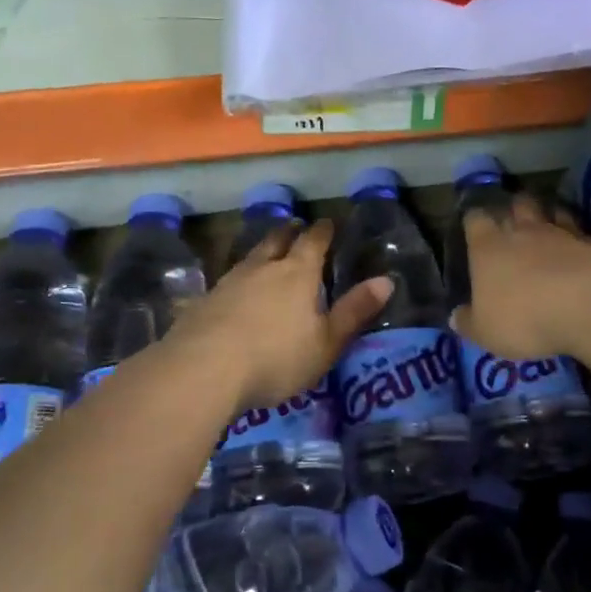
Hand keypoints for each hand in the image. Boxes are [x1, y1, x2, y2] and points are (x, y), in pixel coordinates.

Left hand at [170, 218, 390, 411]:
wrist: (203, 369)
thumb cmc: (276, 357)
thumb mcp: (326, 342)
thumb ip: (354, 311)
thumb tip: (386, 280)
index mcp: (298, 274)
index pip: (313, 242)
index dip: (323, 232)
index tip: (327, 223)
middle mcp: (263, 268)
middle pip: (277, 240)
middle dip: (289, 232)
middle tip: (295, 226)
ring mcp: (229, 282)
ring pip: (250, 258)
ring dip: (262, 252)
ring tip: (267, 253)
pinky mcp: (203, 301)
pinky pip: (227, 281)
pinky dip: (238, 280)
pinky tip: (235, 292)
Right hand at [451, 194, 590, 361]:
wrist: (589, 304)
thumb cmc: (525, 317)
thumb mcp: (486, 332)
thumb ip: (469, 322)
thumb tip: (455, 317)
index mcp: (487, 247)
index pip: (475, 219)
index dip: (474, 221)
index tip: (474, 226)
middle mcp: (521, 231)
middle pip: (515, 204)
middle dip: (513, 209)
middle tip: (513, 220)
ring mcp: (560, 232)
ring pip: (550, 211)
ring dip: (547, 216)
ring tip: (547, 227)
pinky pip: (580, 231)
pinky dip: (577, 236)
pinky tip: (578, 249)